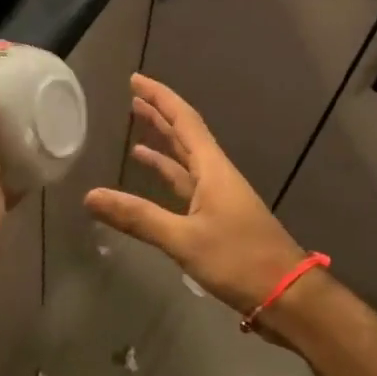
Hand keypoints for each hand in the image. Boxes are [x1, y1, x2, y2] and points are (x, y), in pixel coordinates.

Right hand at [85, 74, 310, 317]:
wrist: (286, 295)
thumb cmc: (239, 260)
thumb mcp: (184, 239)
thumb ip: (138, 217)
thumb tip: (90, 196)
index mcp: (213, 170)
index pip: (184, 121)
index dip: (160, 98)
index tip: (136, 80)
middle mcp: (216, 176)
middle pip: (185, 136)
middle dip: (159, 116)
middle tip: (132, 98)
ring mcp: (219, 198)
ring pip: (186, 161)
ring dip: (162, 145)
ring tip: (136, 132)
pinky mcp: (218, 219)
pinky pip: (187, 186)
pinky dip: (168, 177)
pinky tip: (153, 177)